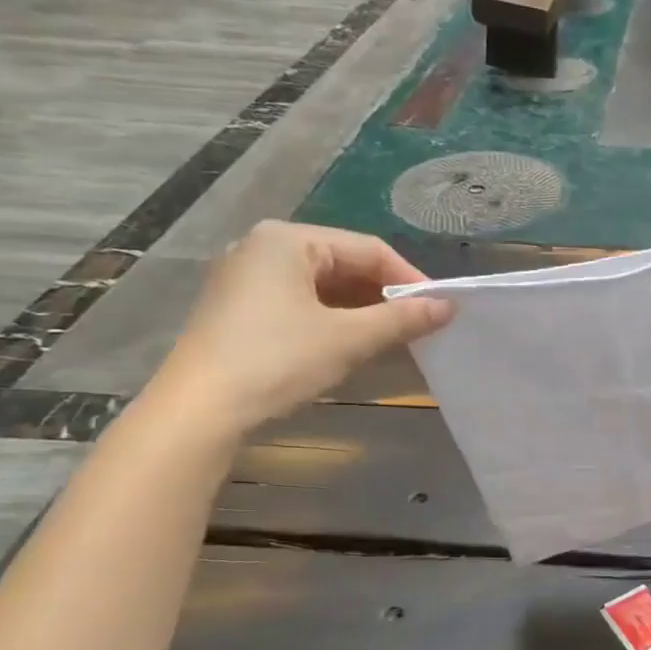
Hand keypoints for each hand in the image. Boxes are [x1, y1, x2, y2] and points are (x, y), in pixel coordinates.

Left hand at [153, 222, 453, 437]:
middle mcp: (264, 248)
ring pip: (323, 285)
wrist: (201, 409)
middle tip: (420, 325)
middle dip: (385, 295)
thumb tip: (449, 307)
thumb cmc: (278, 360)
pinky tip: (354, 343)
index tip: (440, 308)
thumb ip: (402, 319)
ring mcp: (247, 278)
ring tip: (395, 337)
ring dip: (362, 309)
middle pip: (344, 263)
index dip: (410, 278)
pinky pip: (301, 302)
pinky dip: (334, 319)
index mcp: (288, 240)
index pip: (368, 249)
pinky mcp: (240, 308)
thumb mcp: (348, 339)